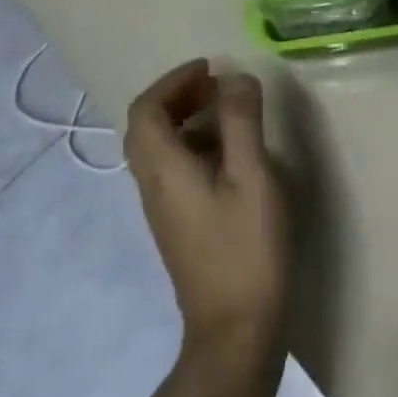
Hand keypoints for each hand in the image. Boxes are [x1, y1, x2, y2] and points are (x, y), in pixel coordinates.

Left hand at [125, 60, 289, 368]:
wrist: (235, 328)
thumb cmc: (245, 246)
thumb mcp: (251, 175)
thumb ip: (241, 121)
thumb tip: (235, 78)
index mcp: (163, 169)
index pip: (146, 109)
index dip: (173, 81)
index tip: (209, 68)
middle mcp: (152, 186)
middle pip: (147, 127)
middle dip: (178, 96)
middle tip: (217, 85)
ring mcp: (163, 209)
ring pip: (159, 149)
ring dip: (186, 119)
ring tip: (229, 112)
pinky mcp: (178, 225)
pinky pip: (173, 170)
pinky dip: (194, 146)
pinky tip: (230, 156)